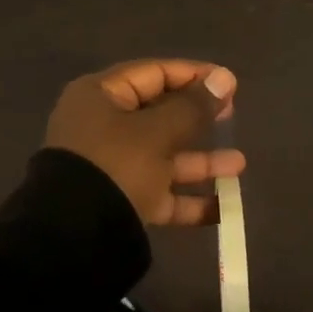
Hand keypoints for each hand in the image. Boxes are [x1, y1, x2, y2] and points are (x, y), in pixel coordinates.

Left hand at [44, 59, 242, 226]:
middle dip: (199, 119)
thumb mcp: (157, 133)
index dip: (193, 75)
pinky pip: (158, 192)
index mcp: (101, 96)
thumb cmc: (116, 166)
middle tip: (233, 116)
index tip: (230, 83)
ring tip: (239, 166)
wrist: (73, 239)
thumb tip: (223, 78)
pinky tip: (223, 209)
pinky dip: (187, 199)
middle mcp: (102, 126)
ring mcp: (110, 166)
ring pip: (163, 156)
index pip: (154, 73)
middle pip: (159, 114)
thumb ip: (193, 107)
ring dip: (200, 161)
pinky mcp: (119, 201)